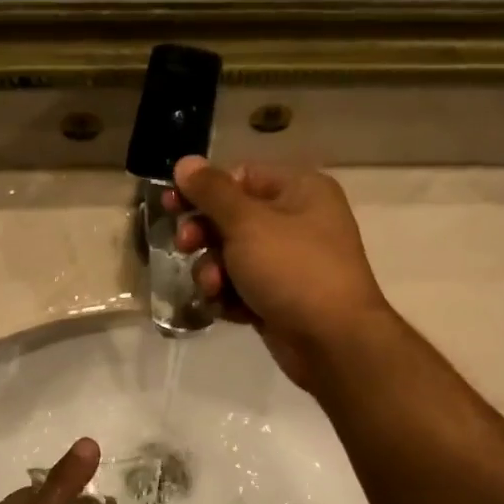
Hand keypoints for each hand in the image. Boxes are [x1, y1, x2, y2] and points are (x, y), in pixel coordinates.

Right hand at [171, 156, 389, 387]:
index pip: (240, 177)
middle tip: (186, 246)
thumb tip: (185, 162)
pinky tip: (224, 310)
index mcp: (300, 190)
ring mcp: (289, 264)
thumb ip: (212, 192)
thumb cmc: (293, 269)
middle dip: (205, 236)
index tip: (171, 205)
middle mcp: (297, 221)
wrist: (332, 341)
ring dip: (213, 272)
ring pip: (232, 258)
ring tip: (214, 288)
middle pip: (232, 218)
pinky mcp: (280, 299)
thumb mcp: (248, 223)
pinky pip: (242, 289)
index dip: (203, 190)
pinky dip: (229, 297)